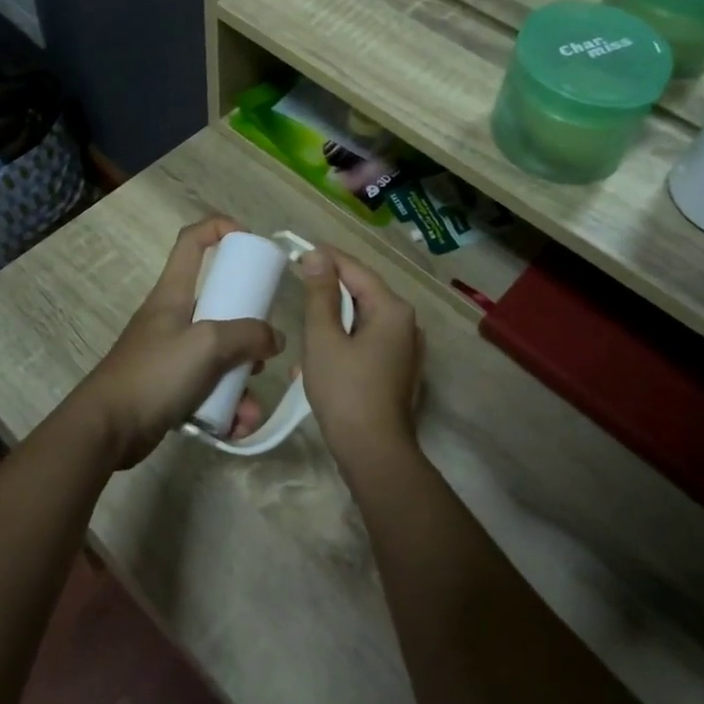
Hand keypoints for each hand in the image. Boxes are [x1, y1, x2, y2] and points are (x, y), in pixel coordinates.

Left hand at [64, 218, 283, 467]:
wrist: (107, 428)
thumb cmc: (155, 373)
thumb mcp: (207, 344)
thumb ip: (248, 335)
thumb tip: (275, 339)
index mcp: (174, 293)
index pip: (192, 241)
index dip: (219, 229)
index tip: (250, 240)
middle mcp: (173, 317)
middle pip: (218, 304)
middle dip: (248, 329)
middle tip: (265, 349)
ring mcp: (171, 354)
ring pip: (219, 355)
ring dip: (241, 380)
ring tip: (249, 408)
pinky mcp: (171, 387)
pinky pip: (209, 389)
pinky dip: (226, 405)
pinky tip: (236, 426)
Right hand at [295, 247, 420, 463]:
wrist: (374, 453)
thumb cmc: (345, 391)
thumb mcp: (324, 338)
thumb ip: (319, 294)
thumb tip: (317, 256)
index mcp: (393, 310)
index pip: (356, 270)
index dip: (327, 259)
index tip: (299, 250)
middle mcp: (407, 324)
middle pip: (362, 295)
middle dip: (328, 295)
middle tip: (296, 290)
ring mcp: (406, 350)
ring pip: (362, 322)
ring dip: (332, 325)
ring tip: (303, 333)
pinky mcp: (398, 371)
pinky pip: (367, 344)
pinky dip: (343, 345)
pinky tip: (317, 362)